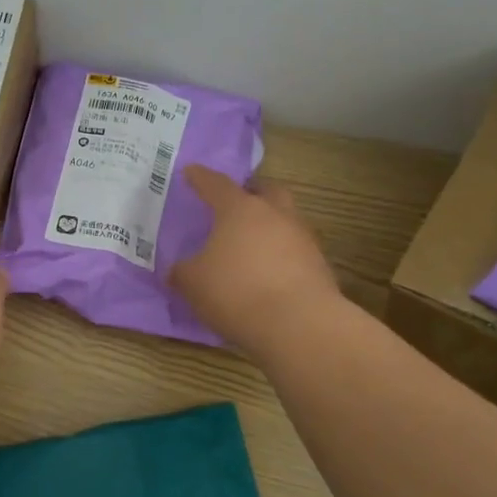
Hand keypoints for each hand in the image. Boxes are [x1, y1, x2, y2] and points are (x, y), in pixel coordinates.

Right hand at [168, 166, 341, 355]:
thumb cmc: (236, 291)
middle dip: (251, 193)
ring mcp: (302, 239)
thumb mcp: (193, 283)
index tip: (191, 172)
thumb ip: (182, 271)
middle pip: (266, 191)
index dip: (200, 178)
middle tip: (235, 204)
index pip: (216, 184)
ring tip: (251, 245)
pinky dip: (281, 256)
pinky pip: (295, 251)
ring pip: (285, 220)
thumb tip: (177, 270)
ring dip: (269, 226)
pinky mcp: (319, 266)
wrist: (298, 325)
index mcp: (240, 209)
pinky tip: (268, 274)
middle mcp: (275, 214)